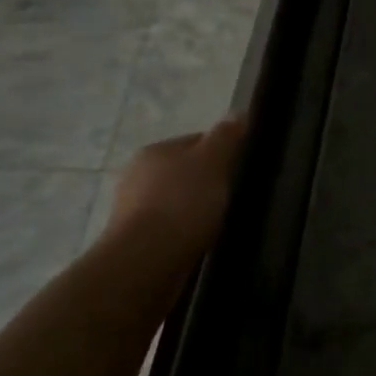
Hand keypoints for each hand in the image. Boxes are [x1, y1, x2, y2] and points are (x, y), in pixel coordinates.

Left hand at [104, 116, 245, 258]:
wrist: (146, 262)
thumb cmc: (182, 204)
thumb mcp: (212, 162)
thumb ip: (226, 137)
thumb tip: (238, 113)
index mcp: (155, 151)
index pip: (196, 142)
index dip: (223, 152)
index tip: (243, 168)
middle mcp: (137, 175)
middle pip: (185, 172)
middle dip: (208, 183)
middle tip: (235, 197)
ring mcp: (132, 210)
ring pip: (176, 202)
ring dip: (195, 210)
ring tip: (221, 223)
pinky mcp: (134, 241)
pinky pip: (169, 229)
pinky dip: (185, 233)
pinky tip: (201, 242)